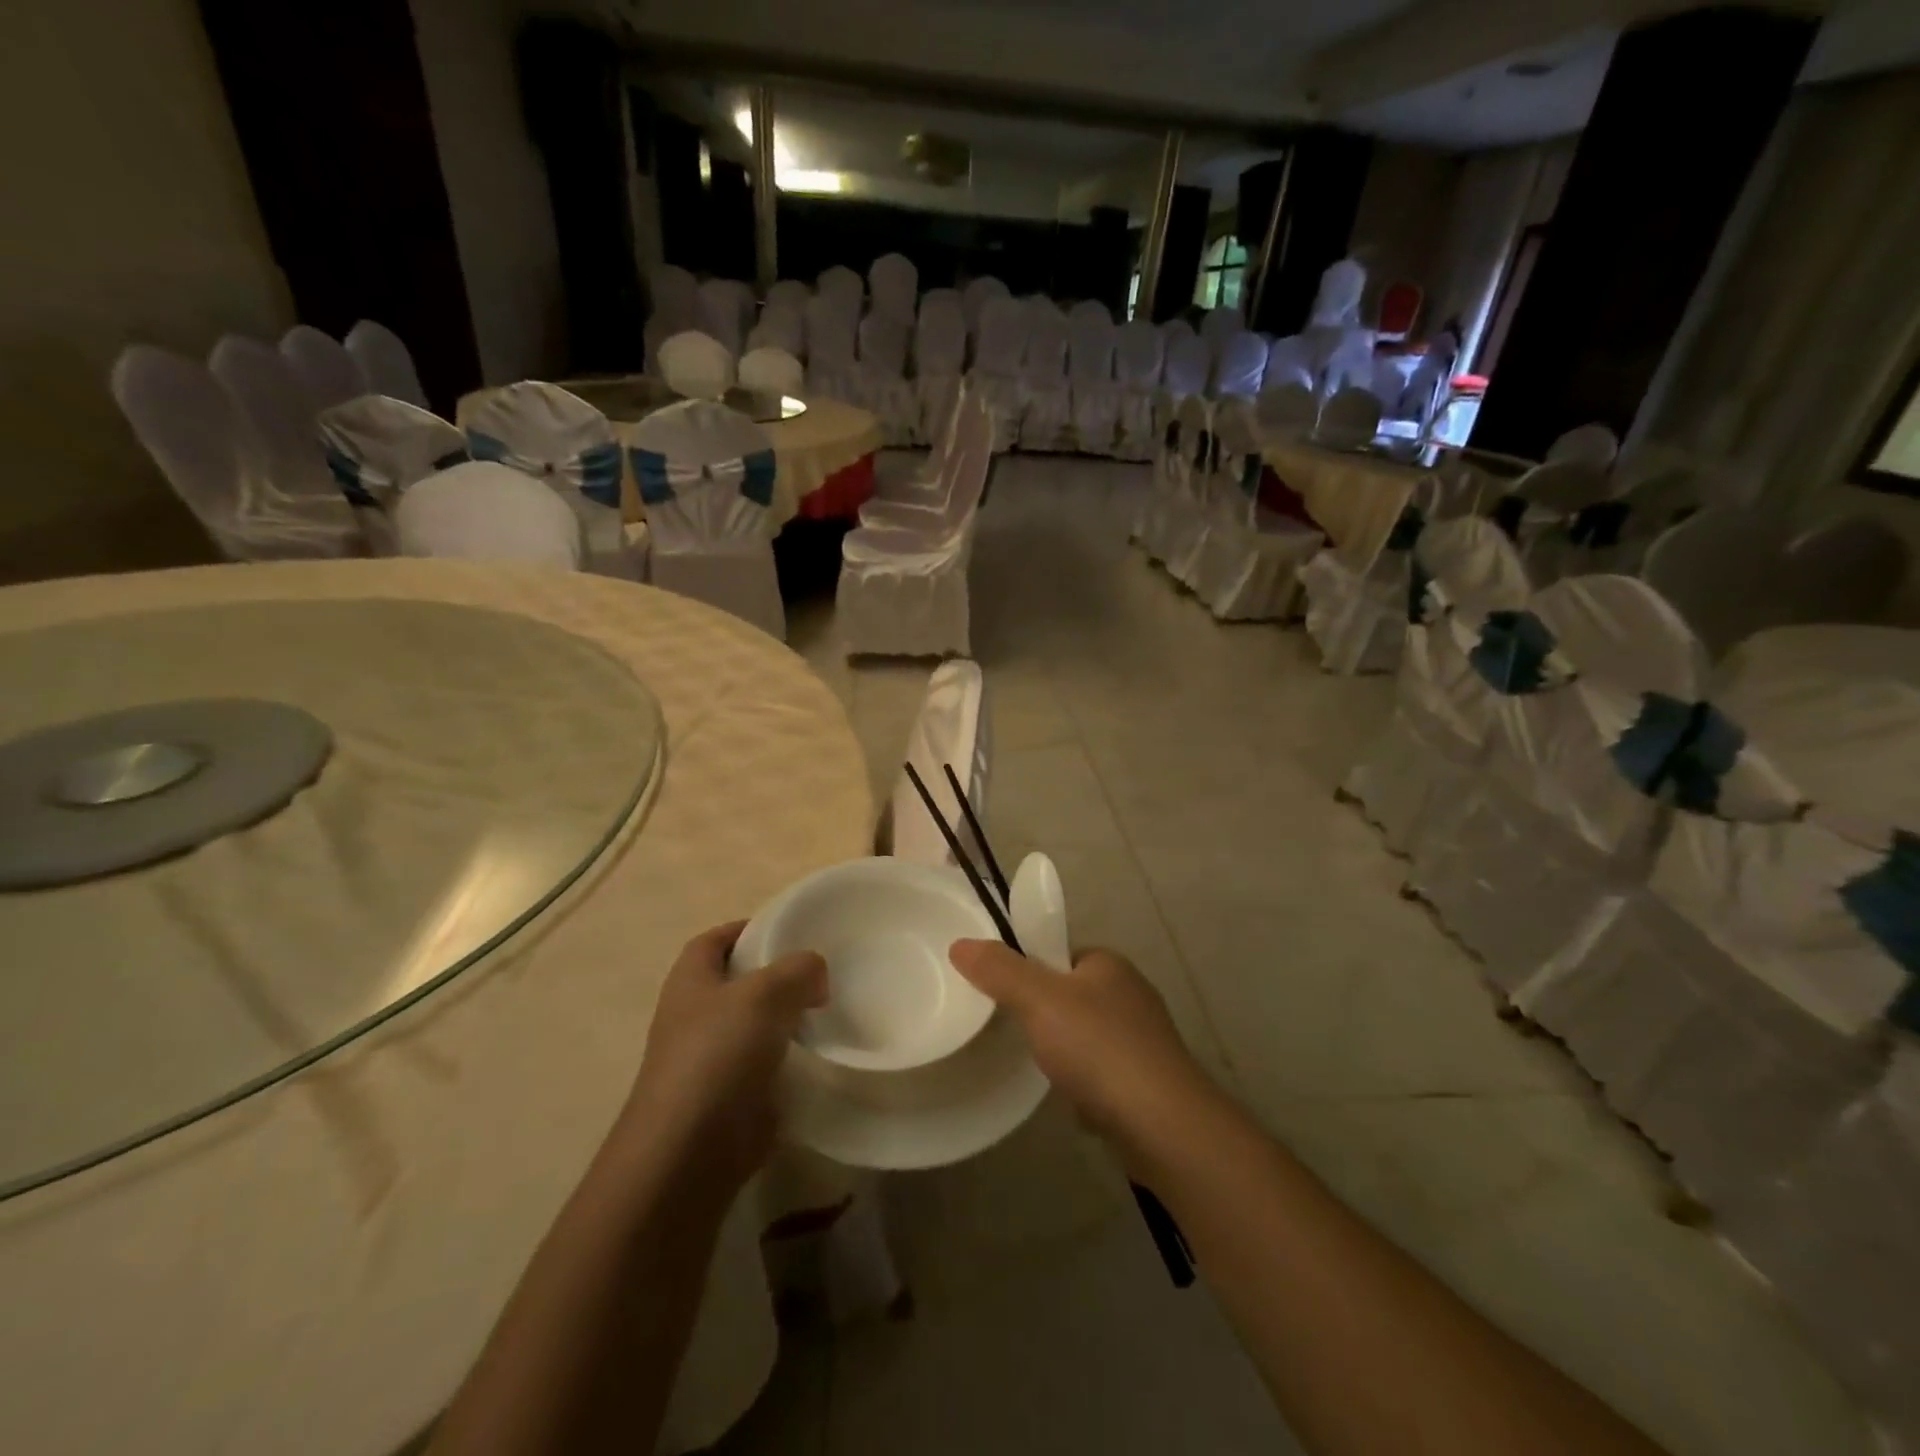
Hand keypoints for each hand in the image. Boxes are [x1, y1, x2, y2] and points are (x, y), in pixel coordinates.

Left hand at [620, 921, 826, 1192]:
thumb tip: (816, 973)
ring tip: (828, 1010)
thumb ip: (798, 970)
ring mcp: (711, 1059)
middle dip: (777, 974)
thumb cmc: (718, 1055)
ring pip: (755, 1025)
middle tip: (821, 971)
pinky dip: (789, 1058)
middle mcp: (695, 1015)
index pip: (715, 940)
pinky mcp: (730, 1096)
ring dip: (787, 1018)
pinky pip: (765, 1065)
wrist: (690, 1150)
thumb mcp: (765, 993)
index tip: (790, 929)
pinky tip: (820, 1056)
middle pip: (739, 982)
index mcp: (691, 980)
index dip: (747, 929)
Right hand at [949, 941, 1213, 1157]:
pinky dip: (1084, 1084)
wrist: (1162, 1125)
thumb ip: (999, 970)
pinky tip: (1071, 1101)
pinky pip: (1102, 1073)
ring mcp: (1144, 1040)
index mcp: (1110, 964)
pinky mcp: (1148, 1082)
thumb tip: (961, 944)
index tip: (1002, 993)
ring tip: (1038, 1069)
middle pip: (1071, 995)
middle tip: (1013, 1033)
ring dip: (1063, 1051)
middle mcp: (1131, 994)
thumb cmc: (1098, 1048)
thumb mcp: (1038, 999)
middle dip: (1043, 1015)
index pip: (1059, 954)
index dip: (1030, 969)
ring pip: (1085, 1036)